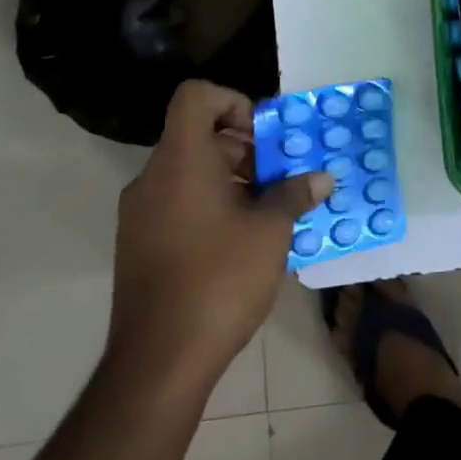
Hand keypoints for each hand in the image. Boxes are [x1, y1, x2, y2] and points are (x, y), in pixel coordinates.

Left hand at [105, 80, 330, 395]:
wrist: (159, 362)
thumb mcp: (272, 231)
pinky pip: (179, 202)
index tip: (263, 138)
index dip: (233, 101)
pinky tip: (244, 240)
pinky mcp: (139, 244)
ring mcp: (140, 214)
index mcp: (181, 162)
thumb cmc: (220, 280)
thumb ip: (296, 194)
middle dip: (246, 149)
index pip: (196, 96)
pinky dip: (212, 205)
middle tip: (282, 179)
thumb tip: (321, 179)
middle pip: (199, 135)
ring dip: (233, 180)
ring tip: (271, 212)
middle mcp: (153, 179)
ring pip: (191, 172)